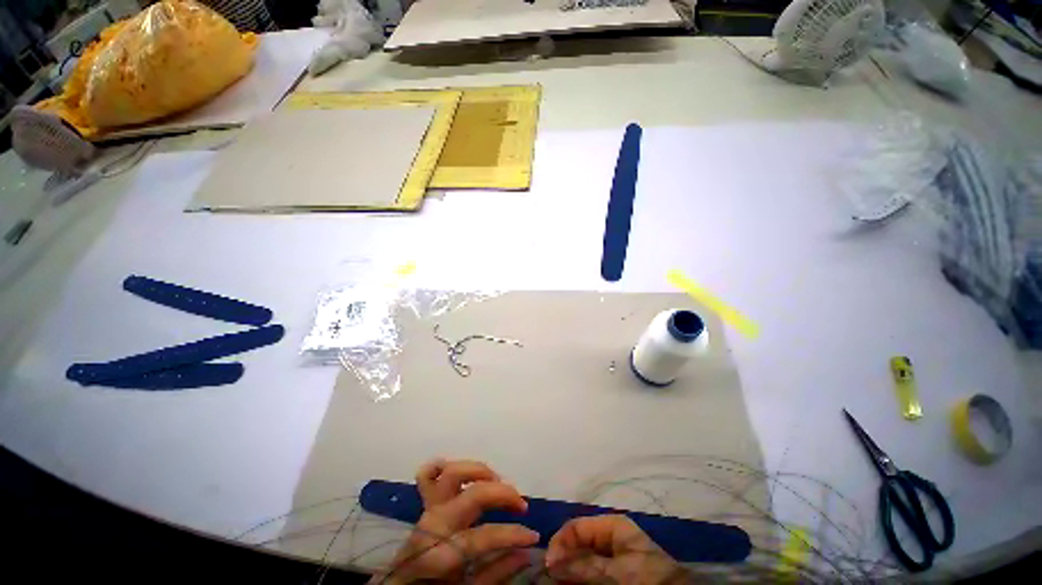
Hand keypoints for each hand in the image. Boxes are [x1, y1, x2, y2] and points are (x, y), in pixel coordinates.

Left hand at [376, 459, 538, 583]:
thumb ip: (497, 573)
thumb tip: (527, 553)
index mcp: (441, 555)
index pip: (485, 536)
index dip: (513, 535)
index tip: (533, 536)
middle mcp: (434, 524)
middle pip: (473, 494)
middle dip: (502, 494)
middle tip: (521, 504)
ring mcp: (427, 508)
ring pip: (453, 473)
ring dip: (480, 471)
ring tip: (497, 482)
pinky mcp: (424, 503)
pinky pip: (427, 475)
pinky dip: (443, 467)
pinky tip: (463, 474)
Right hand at [546, 515, 686, 584]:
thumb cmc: (646, 578)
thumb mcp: (614, 571)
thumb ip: (582, 565)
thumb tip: (550, 562)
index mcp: (611, 525)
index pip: (576, 527)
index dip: (560, 543)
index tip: (548, 566)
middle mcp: (609, 536)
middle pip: (578, 543)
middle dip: (564, 559)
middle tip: (551, 578)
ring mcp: (613, 555)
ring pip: (582, 559)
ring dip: (570, 571)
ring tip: (559, 582)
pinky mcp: (615, 572)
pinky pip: (592, 571)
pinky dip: (580, 578)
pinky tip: (573, 583)